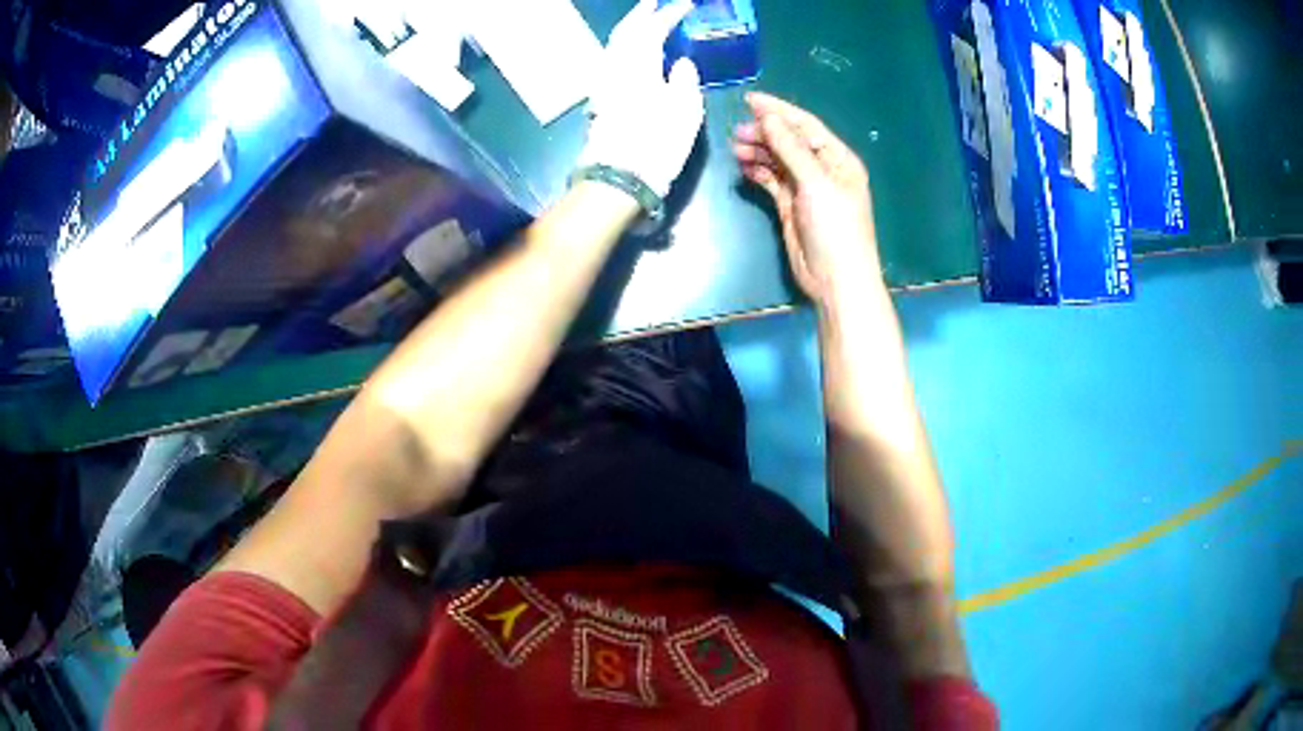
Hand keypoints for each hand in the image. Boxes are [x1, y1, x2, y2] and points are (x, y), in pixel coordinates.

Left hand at [580, 0, 703, 197]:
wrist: (619, 177)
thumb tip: (681, 63)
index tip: (686, 5)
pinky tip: (630, 53)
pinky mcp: (599, 101)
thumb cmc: (658, 143)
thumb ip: (685, 79)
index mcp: (639, 64)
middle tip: (653, 3)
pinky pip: (610, 62)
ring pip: (613, 46)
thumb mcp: (685, 109)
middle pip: (625, 32)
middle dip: (640, 15)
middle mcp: (615, 67)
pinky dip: (622, 49)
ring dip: (629, 30)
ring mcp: (603, 84)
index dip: (669, 14)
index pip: (653, 29)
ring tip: (642, 22)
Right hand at [733, 93, 881, 304]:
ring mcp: (807, 188)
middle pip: (790, 141)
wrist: (836, 279)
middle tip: (737, 132)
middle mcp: (823, 169)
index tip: (750, 100)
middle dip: (765, 132)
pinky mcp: (792, 206)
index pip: (806, 126)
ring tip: (735, 148)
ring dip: (758, 151)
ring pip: (778, 160)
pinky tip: (744, 166)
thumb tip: (768, 118)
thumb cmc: (835, 228)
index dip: (779, 111)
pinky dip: (758, 171)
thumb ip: (791, 149)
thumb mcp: (816, 183)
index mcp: (838, 159)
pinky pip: (772, 180)